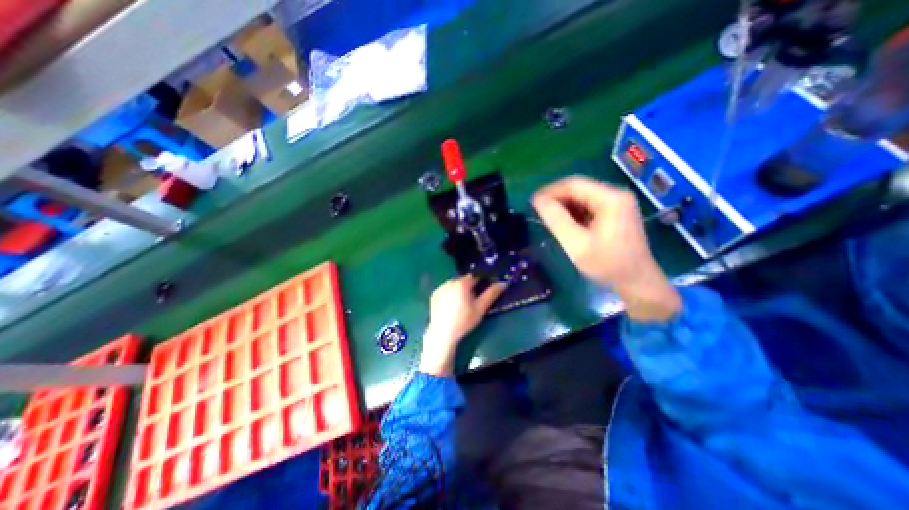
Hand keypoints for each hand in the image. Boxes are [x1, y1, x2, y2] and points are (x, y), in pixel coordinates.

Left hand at [420, 278, 508, 376]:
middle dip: (469, 286)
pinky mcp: (434, 294)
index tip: (483, 292)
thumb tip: (504, 283)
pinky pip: (445, 289)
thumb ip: (492, 293)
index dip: (481, 283)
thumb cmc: (464, 321)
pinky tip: (451, 306)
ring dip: (459, 289)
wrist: (443, 333)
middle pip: (464, 280)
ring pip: (454, 284)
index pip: (475, 277)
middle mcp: (450, 281)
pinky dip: (450, 293)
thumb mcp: (481, 308)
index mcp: (462, 283)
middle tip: (473, 300)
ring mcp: (441, 287)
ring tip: (461, 304)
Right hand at [534, 175, 676, 318]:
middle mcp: (616, 195)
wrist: (637, 282)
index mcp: (610, 199)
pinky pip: (589, 206)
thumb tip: (538, 200)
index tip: (533, 203)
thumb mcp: (576, 243)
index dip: (550, 191)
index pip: (573, 185)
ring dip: (564, 205)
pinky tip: (565, 223)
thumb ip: (556, 220)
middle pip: (579, 189)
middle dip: (556, 198)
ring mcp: (617, 204)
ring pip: (583, 197)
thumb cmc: (607, 264)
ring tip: (549, 218)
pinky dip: (574, 212)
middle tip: (538, 212)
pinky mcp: (616, 213)